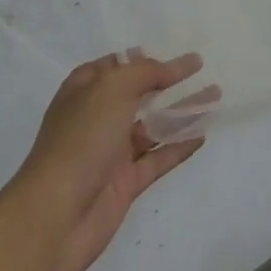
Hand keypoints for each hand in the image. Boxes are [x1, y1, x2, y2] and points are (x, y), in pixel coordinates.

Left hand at [10, 52, 207, 270]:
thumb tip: (169, 66)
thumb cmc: (80, 140)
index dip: (147, 59)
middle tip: (204, 70)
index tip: (177, 53)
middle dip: (169, 82)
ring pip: (153, 126)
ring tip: (216, 97)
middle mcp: (97, 117)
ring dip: (183, 111)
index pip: (119, 66)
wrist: (55, 216)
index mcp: (85, 90)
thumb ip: (143, 72)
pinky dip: (180, 146)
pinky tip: (203, 134)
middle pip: (139, 94)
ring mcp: (111, 152)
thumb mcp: (111, 89)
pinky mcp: (125, 183)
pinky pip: (158, 158)